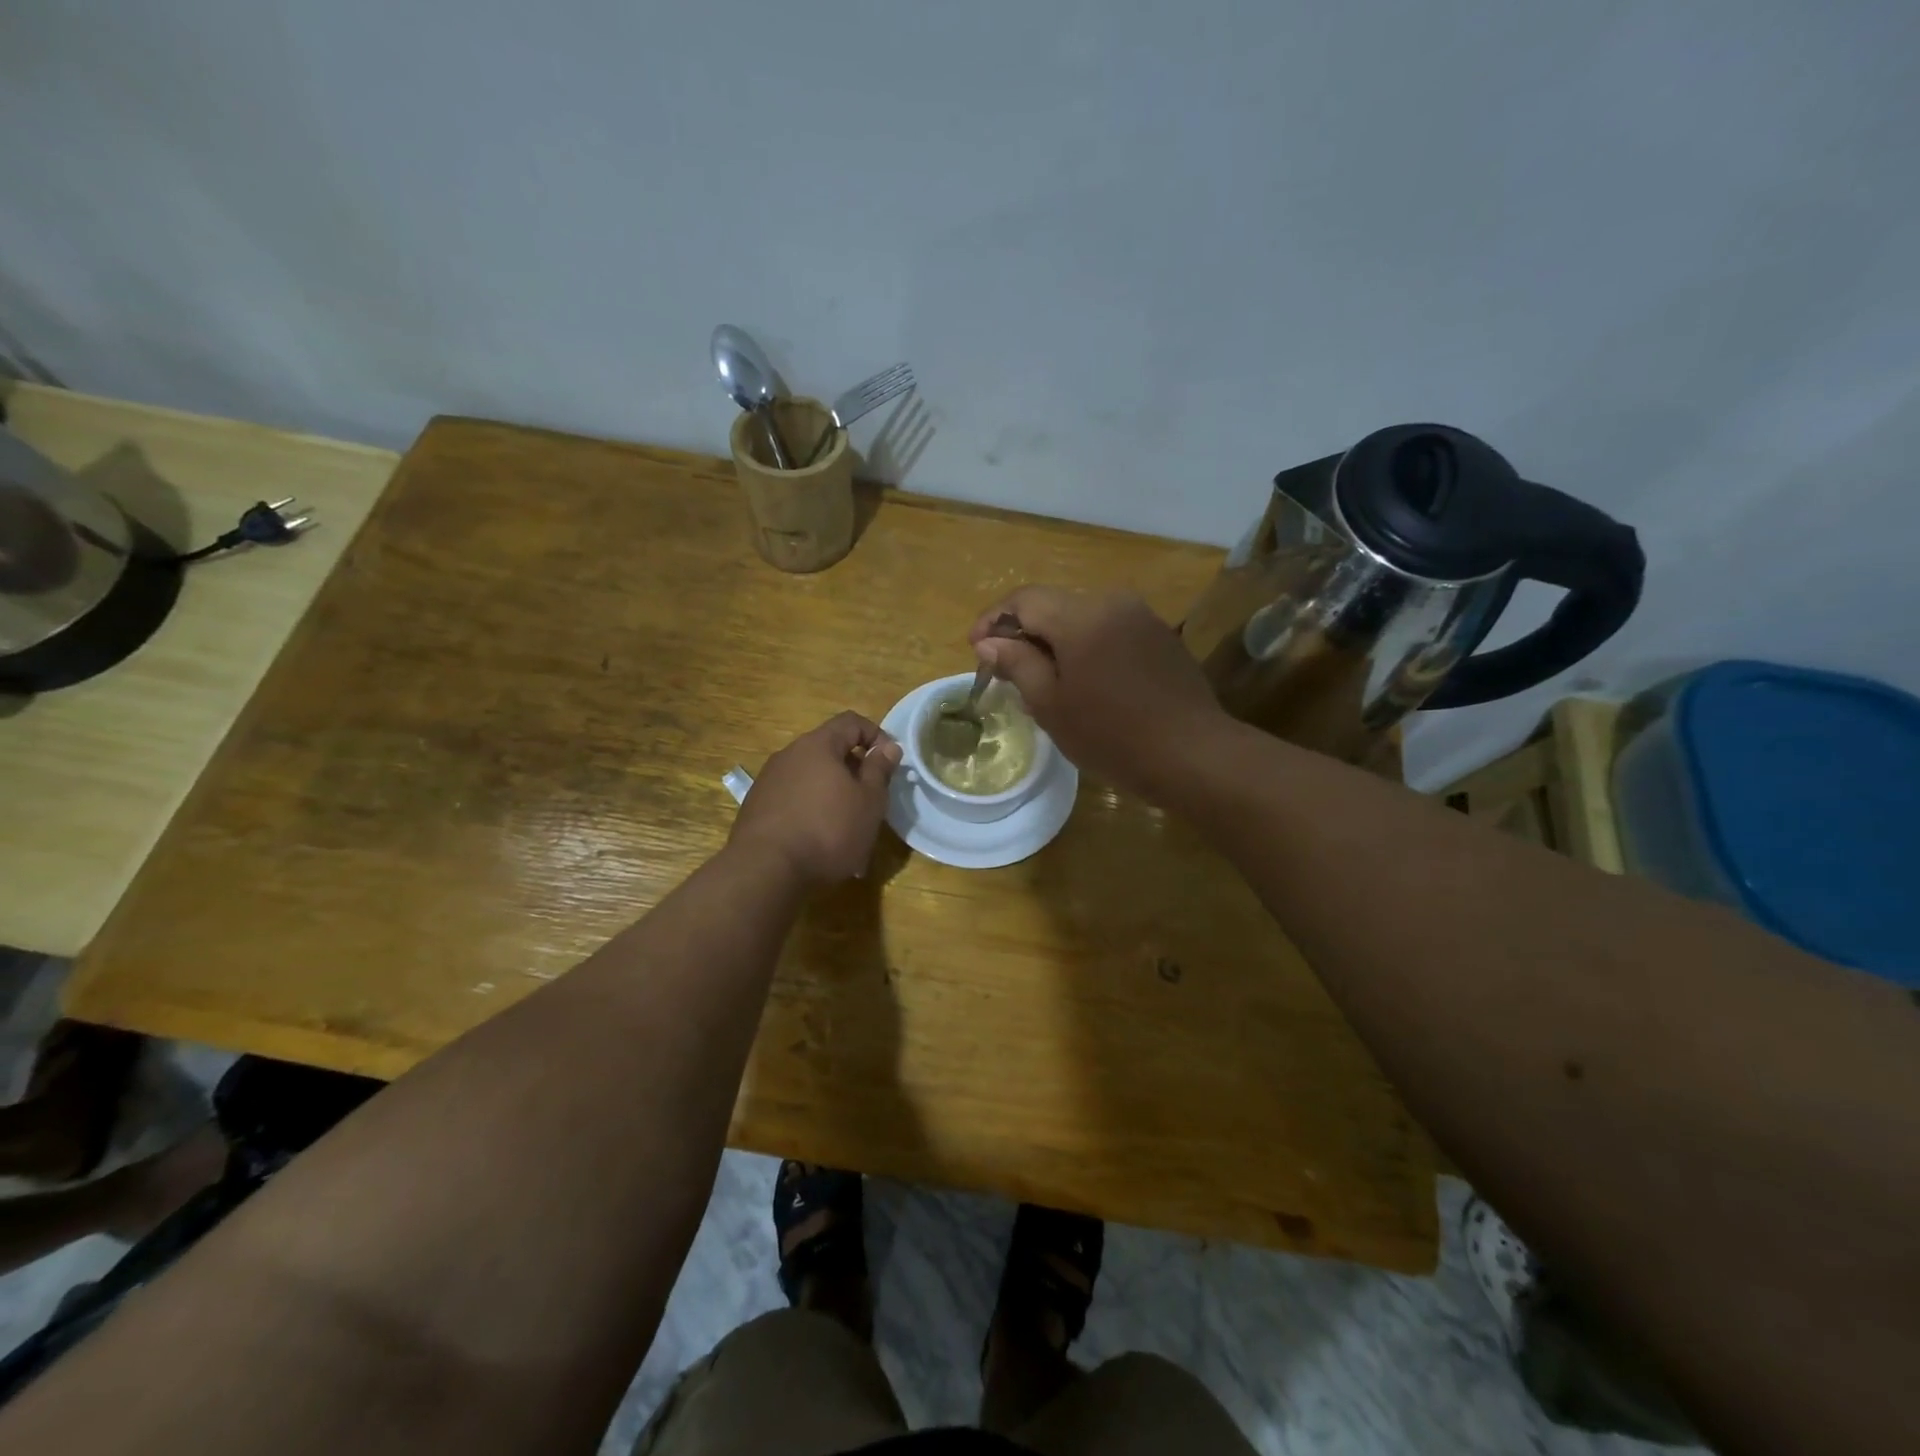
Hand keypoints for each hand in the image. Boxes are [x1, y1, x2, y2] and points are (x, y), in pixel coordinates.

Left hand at [730, 712, 901, 885]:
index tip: (889, 762)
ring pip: (812, 780)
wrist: (765, 870)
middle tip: (872, 801)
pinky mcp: (757, 808)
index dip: (876, 735)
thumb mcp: (869, 801)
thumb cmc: (828, 830)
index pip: (851, 721)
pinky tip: (821, 846)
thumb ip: (880, 770)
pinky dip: (812, 814)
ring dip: (834, 797)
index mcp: (817, 745)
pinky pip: (794, 802)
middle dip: (854, 772)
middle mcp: (789, 755)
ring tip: (849, 832)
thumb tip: (888, 747)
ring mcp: (769, 781)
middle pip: (829, 751)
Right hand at [970, 587, 1229, 803]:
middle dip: (1023, 631)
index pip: (1024, 599)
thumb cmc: (1112, 735)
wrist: (1193, 754)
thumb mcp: (1052, 706)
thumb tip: (989, 641)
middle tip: (1004, 668)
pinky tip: (1082, 680)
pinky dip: (1085, 646)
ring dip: (1054, 640)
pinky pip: (1109, 630)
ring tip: (1041, 678)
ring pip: (1082, 617)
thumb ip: (1018, 664)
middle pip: (1053, 604)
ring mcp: (1141, 617)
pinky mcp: (1160, 636)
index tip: (975, 648)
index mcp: (1081, 616)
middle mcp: (1112, 602)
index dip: (994, 620)